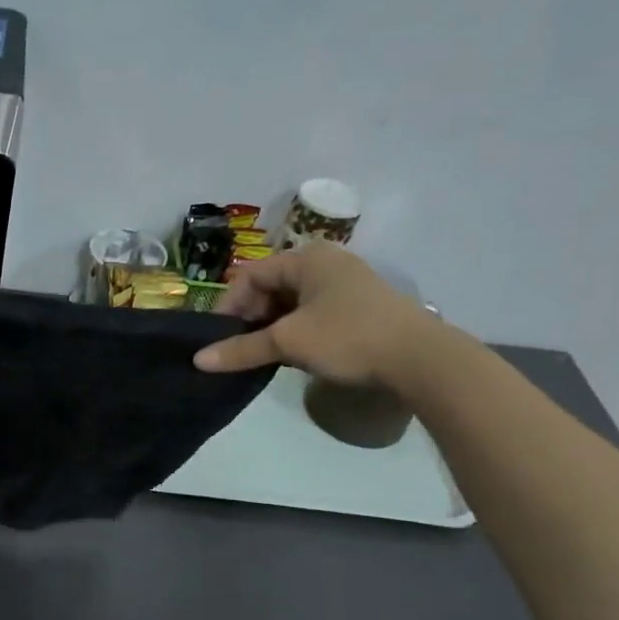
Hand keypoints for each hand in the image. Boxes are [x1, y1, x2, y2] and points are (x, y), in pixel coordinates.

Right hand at [192, 243, 442, 384]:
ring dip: (271, 328)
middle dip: (250, 318)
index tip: (220, 337)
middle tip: (240, 348)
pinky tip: (292, 355)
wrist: (421, 360)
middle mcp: (326, 263)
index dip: (229, 305)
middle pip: (270, 287)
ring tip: (263, 355)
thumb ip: (241, 349)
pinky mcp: (357, 308)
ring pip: (290, 303)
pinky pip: (311, 314)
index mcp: (308, 258)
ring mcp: (344, 285)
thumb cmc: (348, 337)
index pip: (250, 275)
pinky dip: (294, 332)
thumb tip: (197, 361)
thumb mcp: (288, 342)